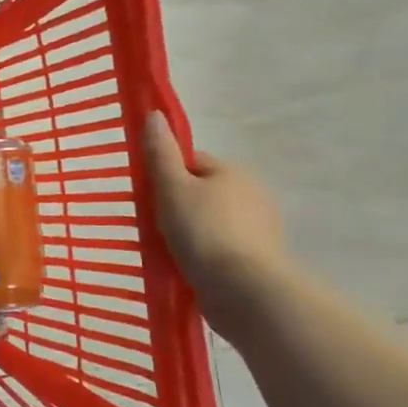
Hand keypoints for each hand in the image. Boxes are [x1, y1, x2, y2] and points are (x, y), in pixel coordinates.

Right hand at [142, 113, 288, 298]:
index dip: (166, 174)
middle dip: (178, 205)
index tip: (147, 195)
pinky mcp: (259, 261)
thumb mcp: (172, 187)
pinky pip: (222, 248)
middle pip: (202, 192)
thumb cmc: (203, 231)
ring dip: (191, 232)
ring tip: (167, 250)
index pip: (191, 162)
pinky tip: (187, 267)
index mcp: (233, 172)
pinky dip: (204, 254)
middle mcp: (253, 195)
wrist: (244, 291)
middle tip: (152, 225)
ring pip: (212, 221)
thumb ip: (161, 153)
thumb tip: (155, 115)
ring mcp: (260, 230)